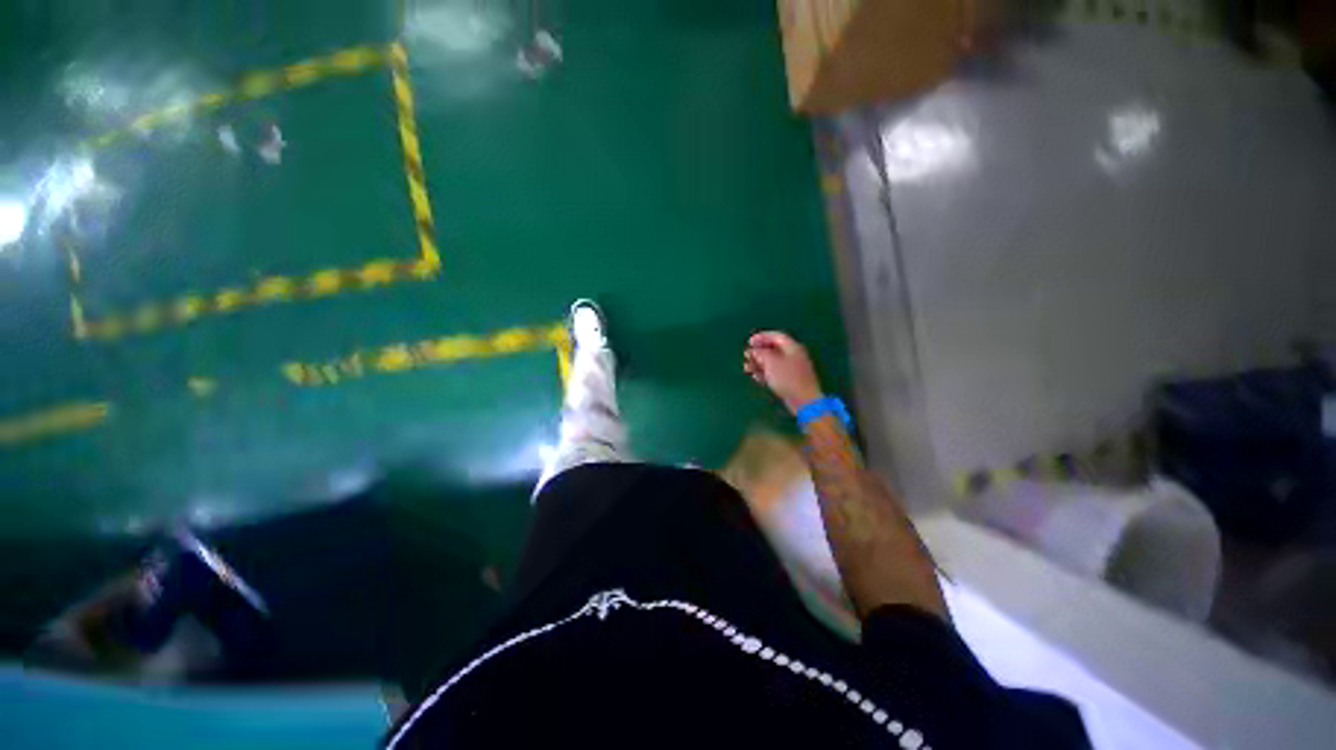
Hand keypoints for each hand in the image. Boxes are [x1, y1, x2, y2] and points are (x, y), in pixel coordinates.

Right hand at [744, 331, 823, 414]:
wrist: (804, 400)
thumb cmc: (787, 378)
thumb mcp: (770, 362)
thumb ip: (760, 353)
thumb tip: (754, 350)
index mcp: (792, 347)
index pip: (776, 336)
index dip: (761, 337)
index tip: (749, 342)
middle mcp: (794, 356)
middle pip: (774, 349)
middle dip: (758, 352)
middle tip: (746, 355)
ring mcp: (793, 369)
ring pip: (773, 362)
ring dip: (759, 363)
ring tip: (747, 368)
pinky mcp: (790, 381)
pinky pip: (775, 373)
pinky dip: (764, 373)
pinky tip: (756, 377)